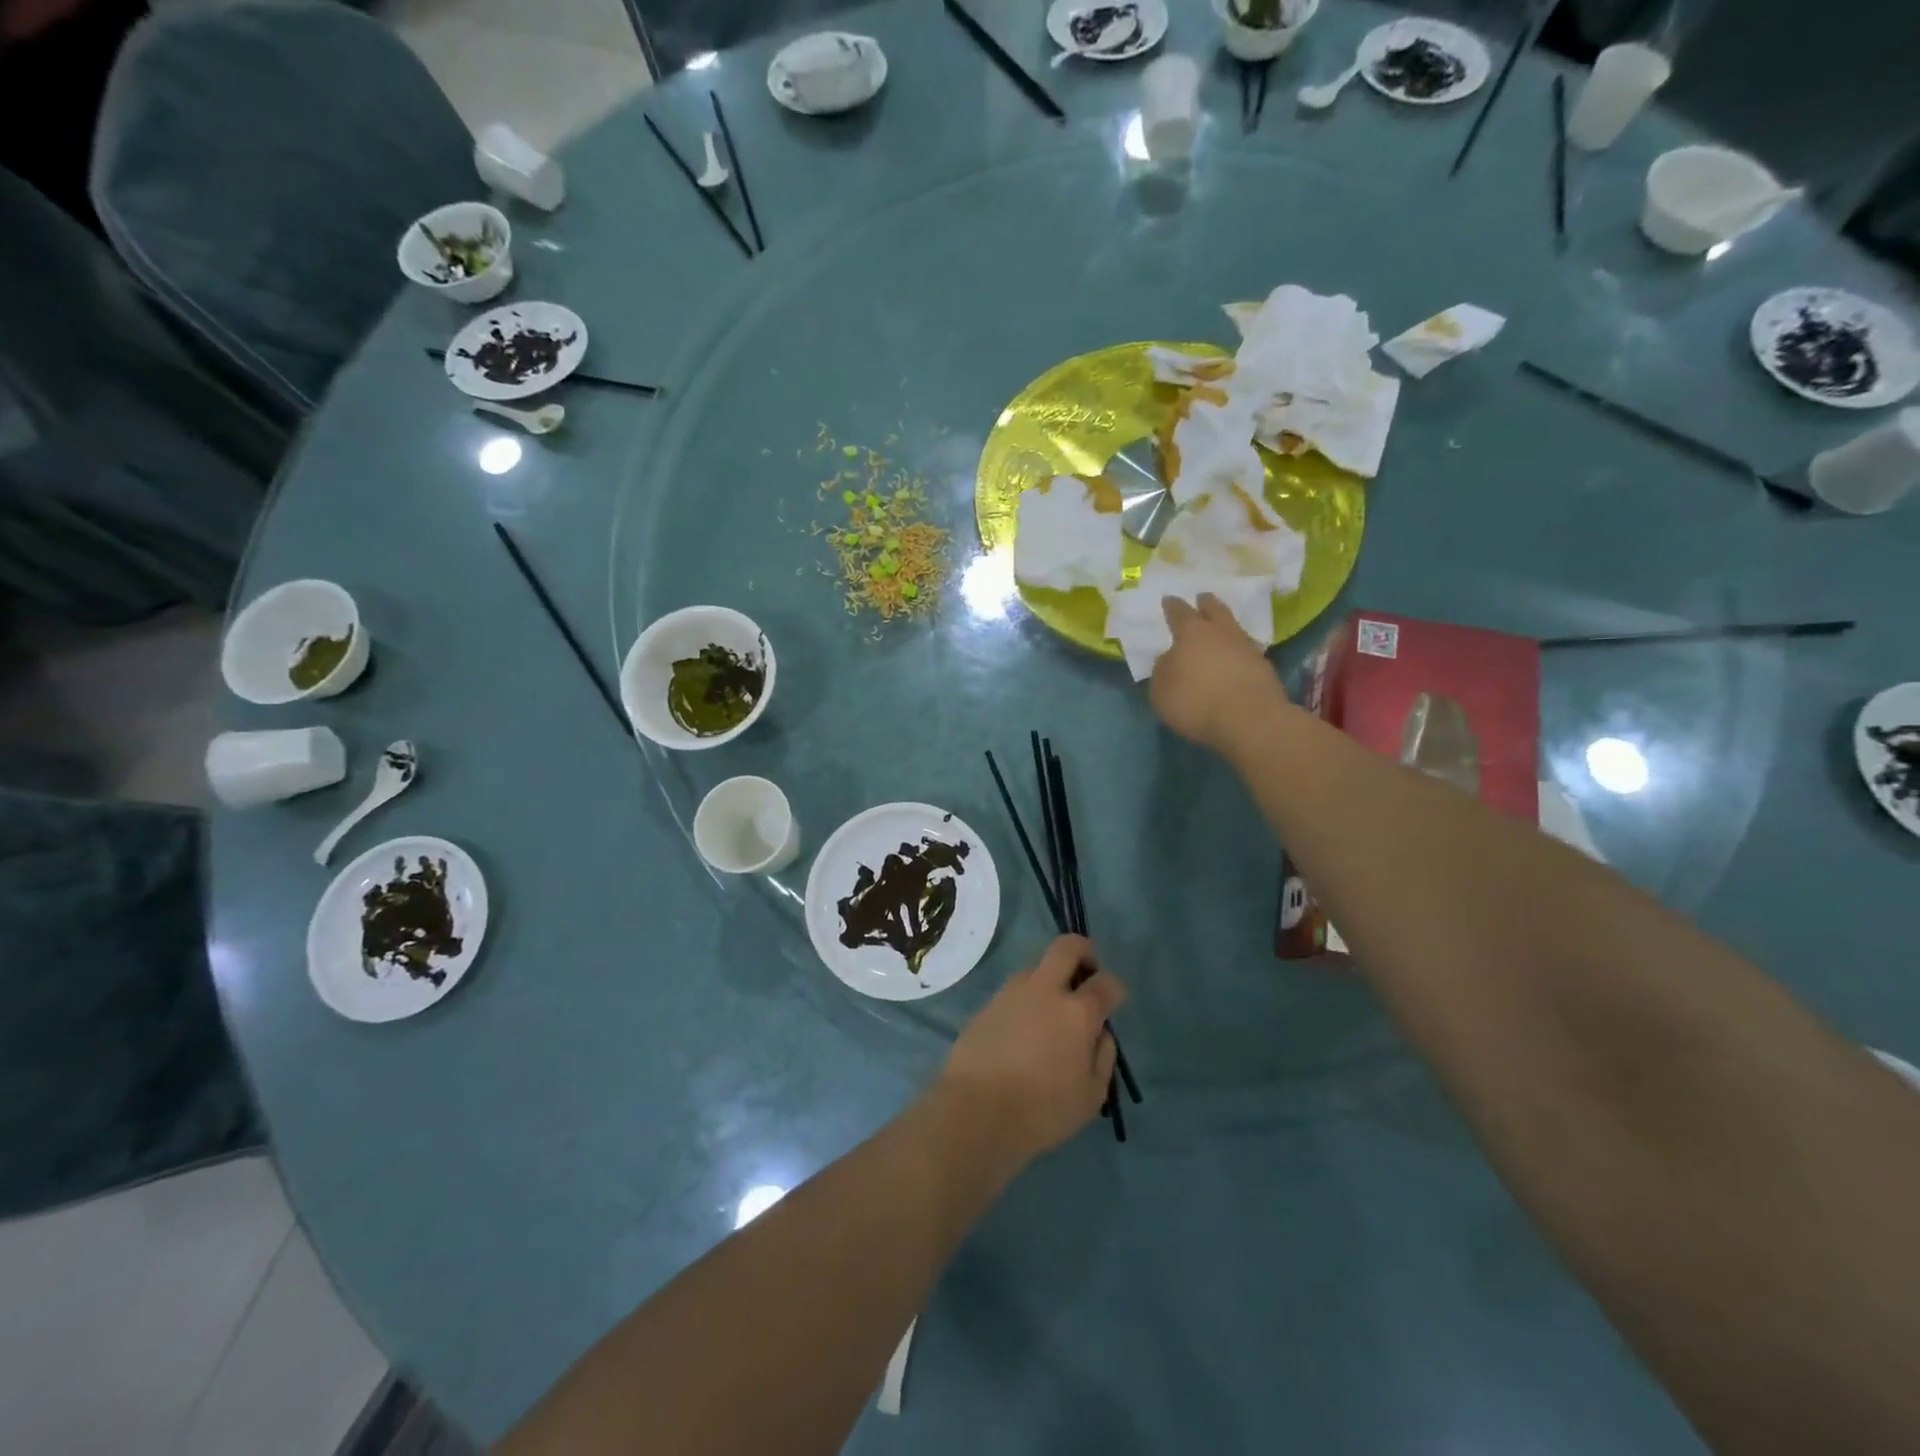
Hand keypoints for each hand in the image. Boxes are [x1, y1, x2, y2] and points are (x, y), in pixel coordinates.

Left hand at [936, 935, 1124, 1166]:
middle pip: (1067, 947)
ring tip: (1049, 1013)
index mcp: (1077, 1012)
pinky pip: (1014, 992)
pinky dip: (1025, 1002)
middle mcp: (1045, 990)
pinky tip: (1022, 1031)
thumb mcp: (1091, 1096)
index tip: (1113, 1000)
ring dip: (1049, 979)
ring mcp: (1012, 992)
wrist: (975, 1110)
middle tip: (1085, 973)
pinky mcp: (987, 1003)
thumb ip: (1103, 1056)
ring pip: (1036, 967)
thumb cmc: (1042, 1110)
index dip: (1114, 988)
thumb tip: (1100, 1033)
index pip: (1106, 983)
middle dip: (1083, 951)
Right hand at [1149, 594, 1291, 754]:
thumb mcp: (1161, 691)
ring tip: (1220, 629)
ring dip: (1226, 626)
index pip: (1179, 612)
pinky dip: (1238, 651)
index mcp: (1192, 633)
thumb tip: (1169, 658)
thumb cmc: (1196, 702)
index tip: (1168, 600)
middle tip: (1202, 598)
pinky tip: (1235, 657)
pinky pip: (1247, 650)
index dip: (1172, 606)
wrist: (1249, 720)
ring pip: (1234, 628)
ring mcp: (1247, 648)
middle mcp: (1221, 632)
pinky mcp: (1264, 667)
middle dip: (1206, 603)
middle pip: (1214, 609)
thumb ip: (1162, 670)